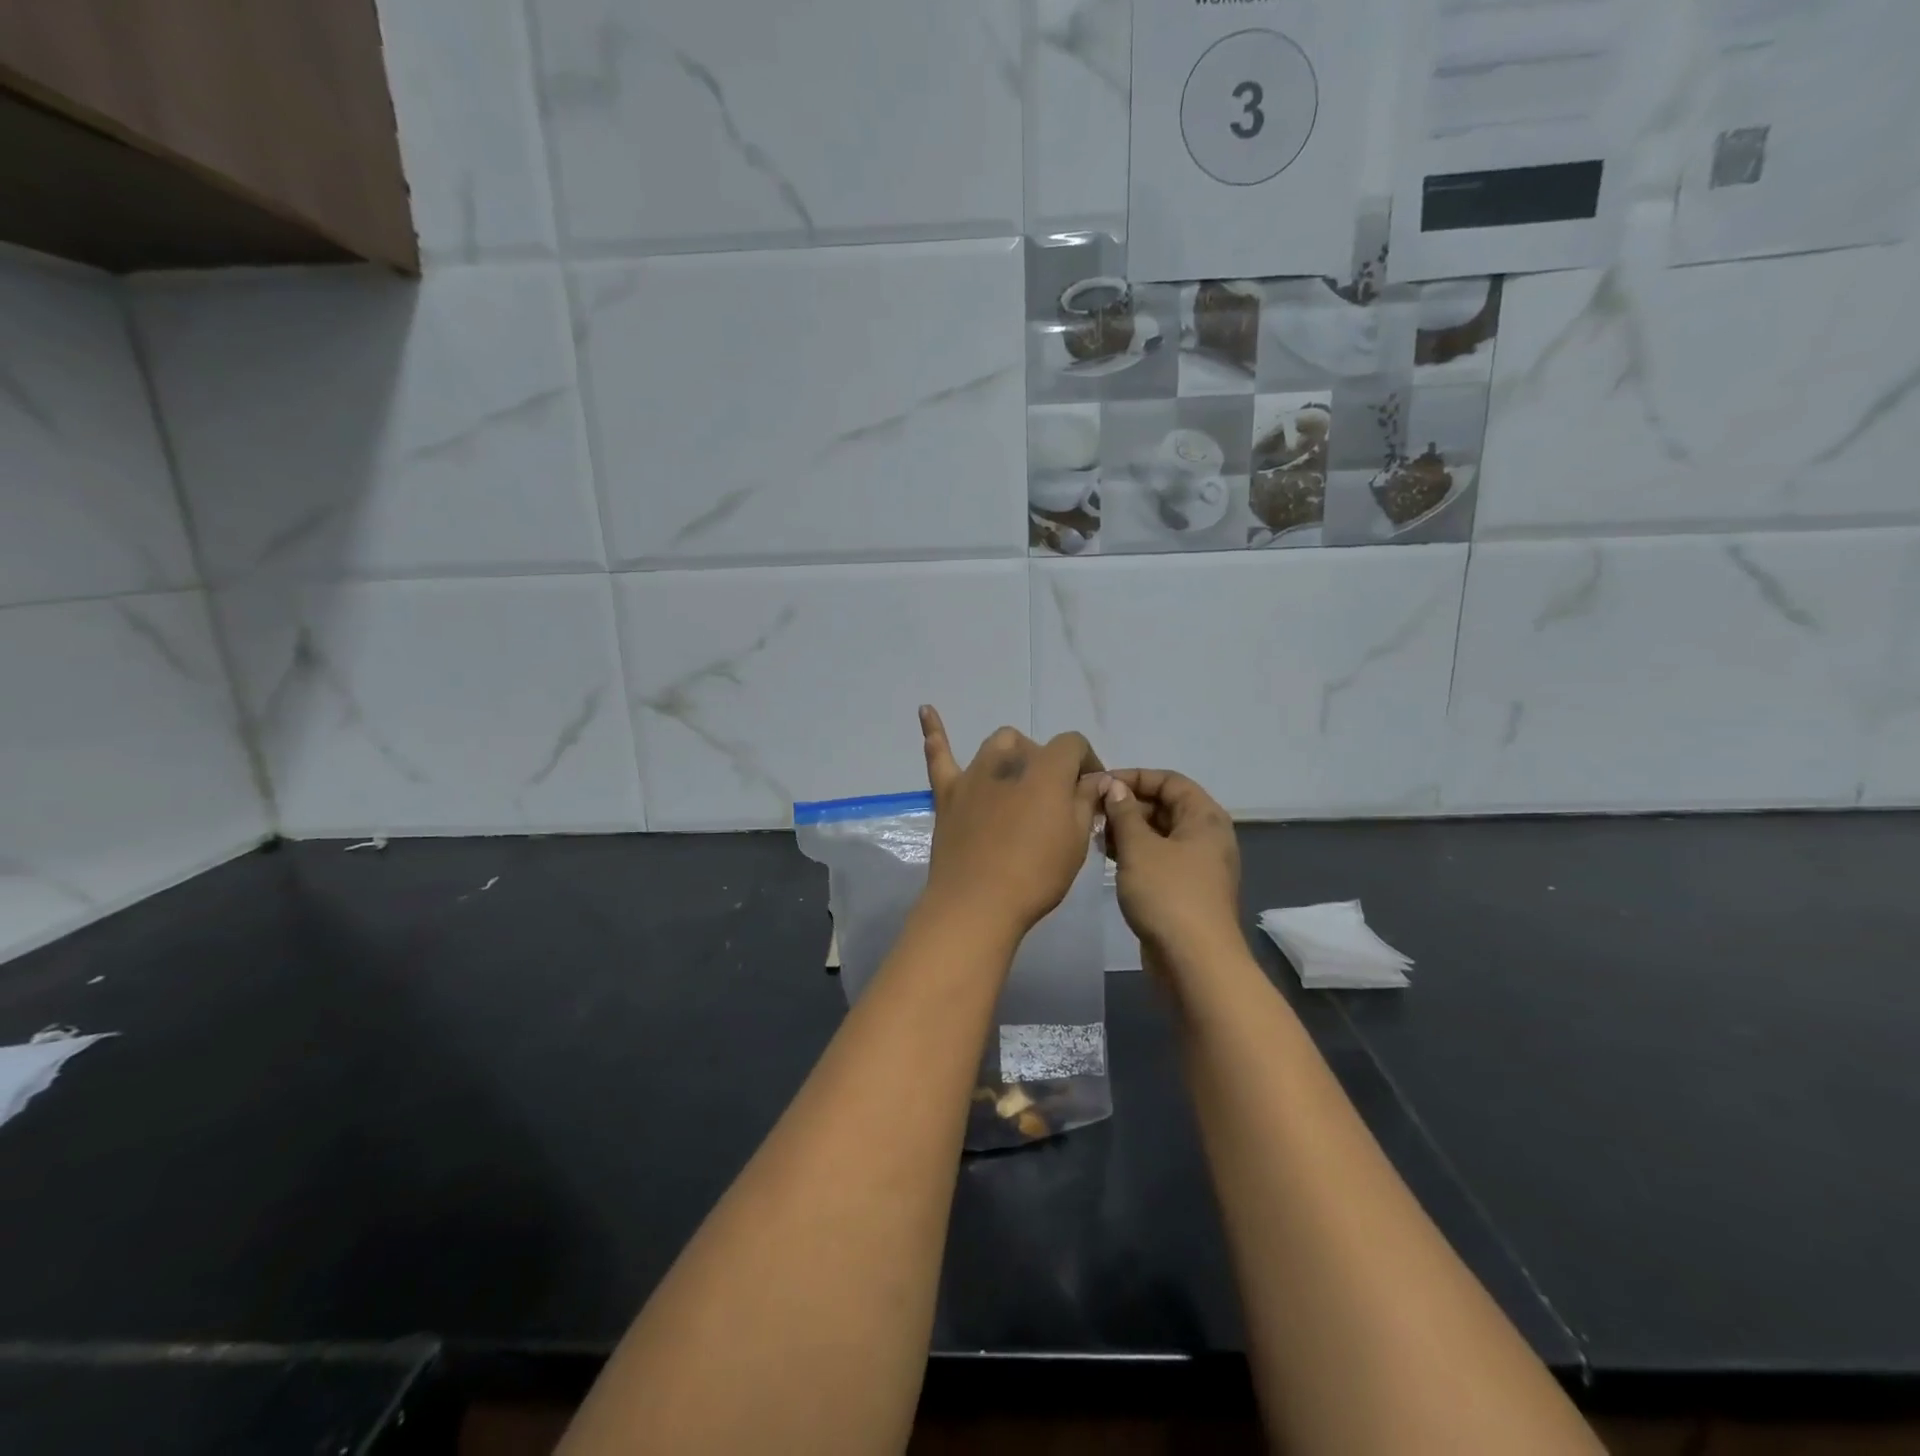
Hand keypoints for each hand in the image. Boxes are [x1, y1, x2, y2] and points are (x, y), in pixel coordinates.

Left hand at [918, 706, 1104, 938]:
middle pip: (1033, 746)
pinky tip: (926, 710)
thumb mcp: (1076, 841)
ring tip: (1017, 780)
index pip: (1072, 745)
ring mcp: (973, 775)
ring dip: (1011, 755)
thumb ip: (1084, 801)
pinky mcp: (947, 793)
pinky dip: (934, 732)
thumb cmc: (1036, 875)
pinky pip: (938, 756)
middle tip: (1054, 799)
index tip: (1091, 790)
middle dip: (1048, 763)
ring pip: (995, 745)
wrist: (978, 902)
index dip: (1086, 762)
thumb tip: (1094, 779)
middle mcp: (1008, 761)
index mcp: (1046, 770)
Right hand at [1102, 769, 1242, 967]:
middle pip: (1165, 806)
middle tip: (1092, 811)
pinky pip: (1158, 858)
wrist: (1194, 962)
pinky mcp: (1185, 889)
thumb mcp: (1139, 847)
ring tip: (1094, 833)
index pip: (1169, 780)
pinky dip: (1135, 853)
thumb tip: (1114, 786)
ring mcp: (1197, 865)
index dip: (1134, 777)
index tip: (1101, 784)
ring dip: (1128, 830)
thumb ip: (1124, 812)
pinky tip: (1107, 857)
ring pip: (1159, 834)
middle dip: (1128, 805)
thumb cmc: (1167, 894)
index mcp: (1204, 817)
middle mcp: (1206, 836)